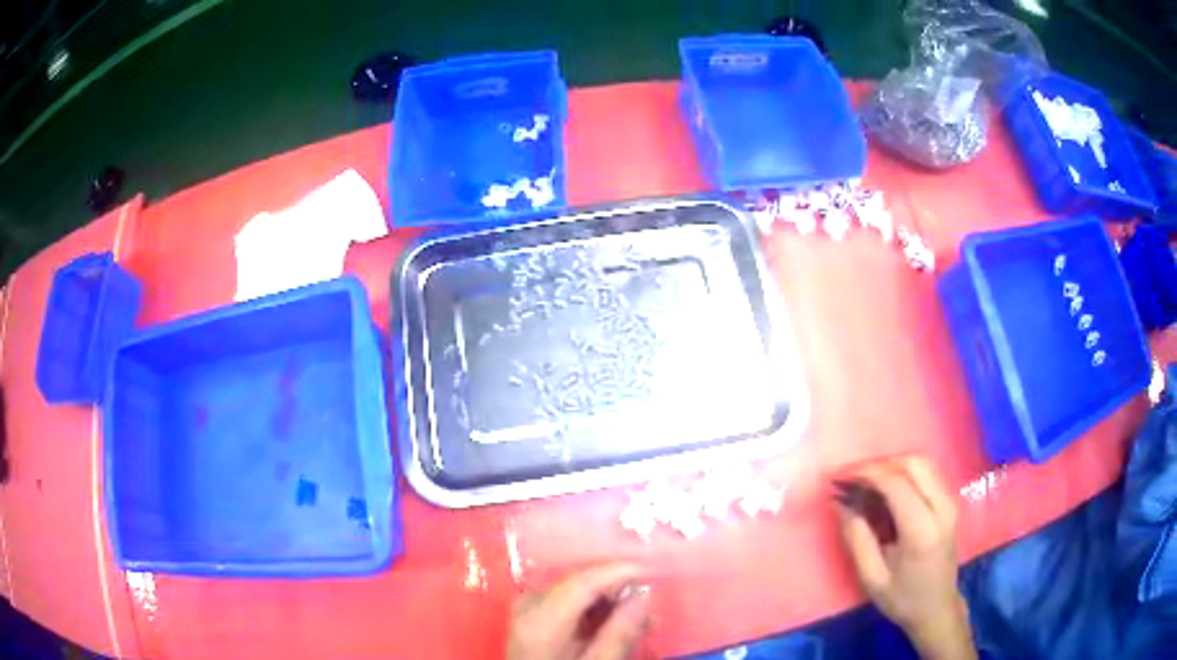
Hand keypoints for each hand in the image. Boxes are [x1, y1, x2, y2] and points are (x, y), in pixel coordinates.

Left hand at [507, 562, 651, 659]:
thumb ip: (619, 633)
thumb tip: (644, 595)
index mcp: (541, 619)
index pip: (583, 579)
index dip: (620, 570)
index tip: (654, 571)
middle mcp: (528, 605)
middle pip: (579, 580)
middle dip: (618, 586)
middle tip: (652, 605)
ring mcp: (524, 608)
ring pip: (574, 587)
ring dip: (608, 597)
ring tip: (639, 620)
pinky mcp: (528, 615)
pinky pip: (565, 597)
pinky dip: (592, 605)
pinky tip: (612, 622)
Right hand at [835, 455, 975, 659]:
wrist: (937, 608)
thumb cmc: (903, 599)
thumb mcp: (871, 577)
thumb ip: (856, 538)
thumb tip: (839, 502)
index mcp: (922, 530)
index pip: (896, 483)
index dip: (865, 473)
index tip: (838, 479)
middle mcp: (942, 507)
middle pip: (913, 462)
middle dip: (878, 464)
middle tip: (850, 478)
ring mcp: (949, 501)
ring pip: (921, 462)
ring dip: (890, 464)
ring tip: (864, 482)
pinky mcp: (949, 501)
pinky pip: (926, 472)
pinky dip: (902, 471)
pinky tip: (884, 489)